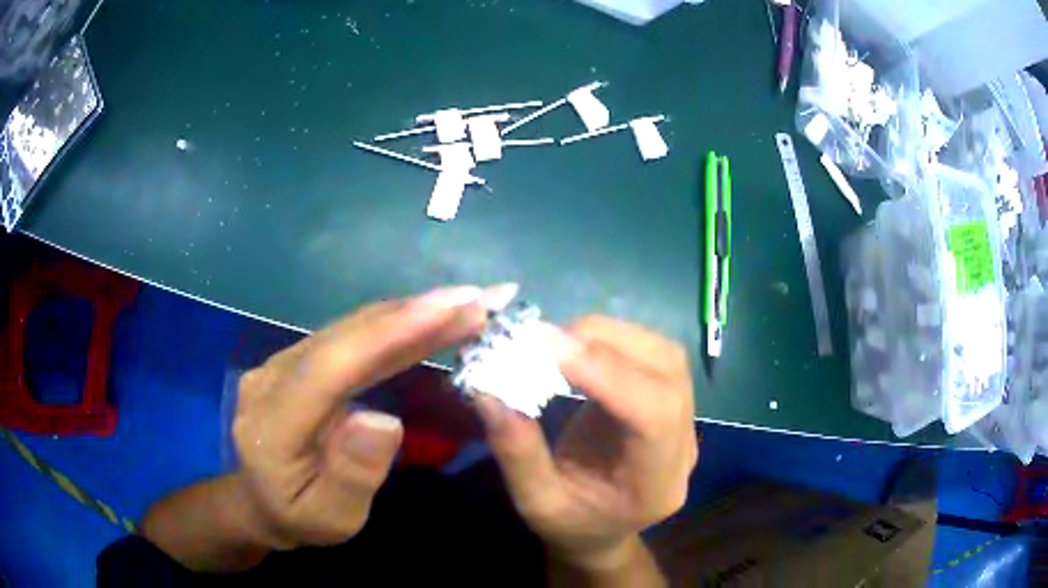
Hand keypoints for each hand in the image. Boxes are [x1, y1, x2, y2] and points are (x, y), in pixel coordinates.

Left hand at [230, 285, 506, 548]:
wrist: (259, 500)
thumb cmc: (299, 517)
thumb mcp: (330, 518)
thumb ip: (352, 475)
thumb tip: (385, 420)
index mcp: (273, 421)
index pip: (333, 366)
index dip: (391, 333)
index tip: (453, 309)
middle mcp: (274, 376)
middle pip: (347, 336)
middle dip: (416, 312)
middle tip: (482, 297)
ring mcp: (285, 362)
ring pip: (352, 328)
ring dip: (412, 312)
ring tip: (469, 303)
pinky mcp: (302, 359)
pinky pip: (352, 336)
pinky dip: (396, 324)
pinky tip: (431, 318)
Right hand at [475, 316, 696, 570]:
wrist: (602, 531)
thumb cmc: (572, 525)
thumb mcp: (536, 503)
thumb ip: (518, 452)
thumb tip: (489, 392)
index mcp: (657, 484)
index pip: (654, 415)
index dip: (607, 373)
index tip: (549, 346)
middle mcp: (683, 446)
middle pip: (668, 374)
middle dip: (607, 345)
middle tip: (545, 338)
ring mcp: (684, 420)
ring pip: (666, 355)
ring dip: (612, 336)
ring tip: (560, 339)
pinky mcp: (669, 400)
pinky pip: (653, 355)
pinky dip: (616, 340)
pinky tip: (580, 346)